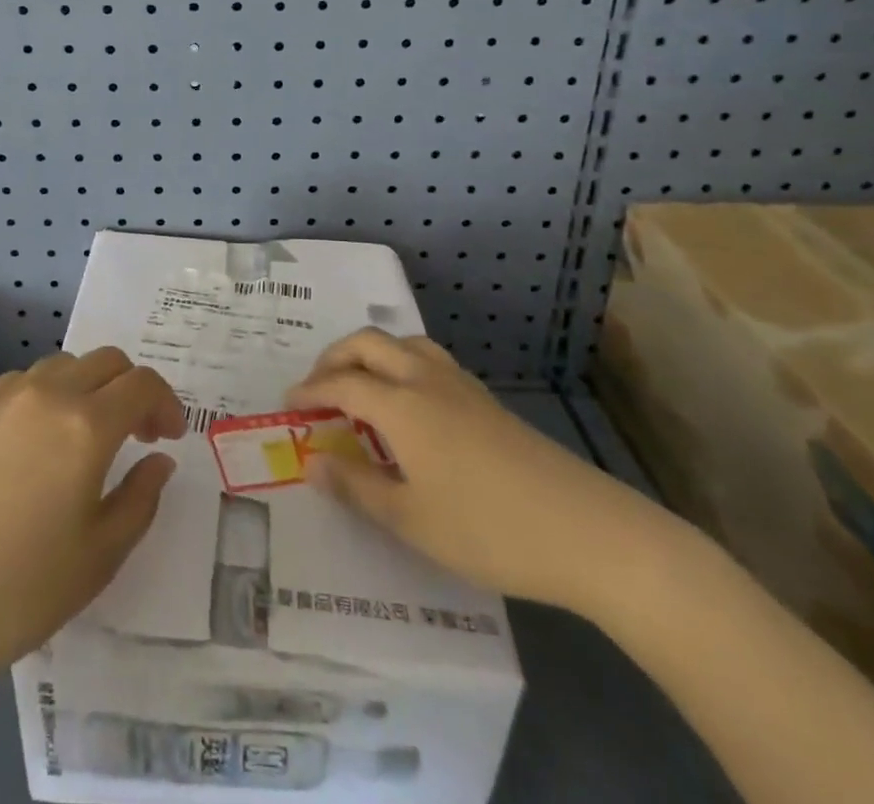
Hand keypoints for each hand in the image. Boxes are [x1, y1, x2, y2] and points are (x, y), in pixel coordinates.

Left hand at [0, 347, 184, 690]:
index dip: (166, 404)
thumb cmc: (12, 591)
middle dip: (133, 388)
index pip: (142, 384)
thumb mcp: (96, 560)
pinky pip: (24, 382)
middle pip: (106, 361)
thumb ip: (139, 501)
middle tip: (137, 435)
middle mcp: (48, 395)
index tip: (168, 438)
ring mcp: (2, 398)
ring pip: (64, 366)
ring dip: (90, 388)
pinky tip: (37, 441)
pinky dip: (49, 394)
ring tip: (87, 437)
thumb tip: (159, 461)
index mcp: (86, 426)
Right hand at [287, 329, 681, 615]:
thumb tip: (312, 460)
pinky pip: (429, 359)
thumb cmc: (487, 529)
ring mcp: (461, 386)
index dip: (310, 391)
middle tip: (317, 387)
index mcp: (401, 405)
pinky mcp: (486, 400)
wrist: (585, 530)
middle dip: (335, 357)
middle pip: (369, 344)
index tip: (288, 404)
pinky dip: (401, 364)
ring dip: (371, 353)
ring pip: (404, 343)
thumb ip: (356, 486)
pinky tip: (409, 403)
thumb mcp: (410, 520)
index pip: (342, 383)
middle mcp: (426, 380)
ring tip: (359, 385)